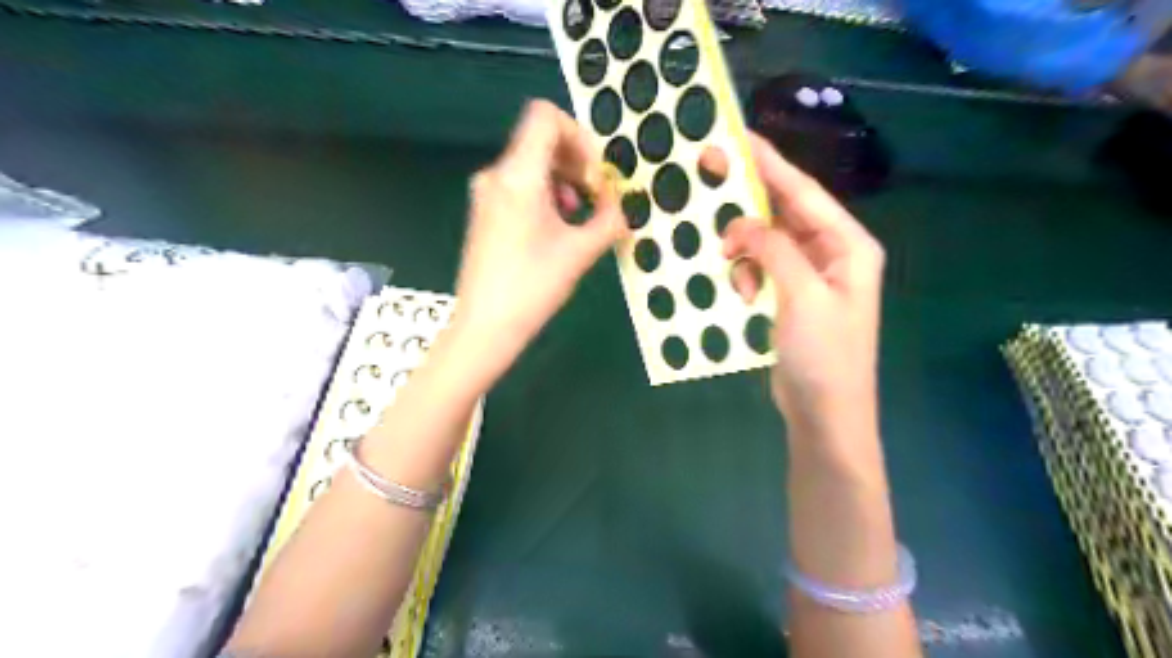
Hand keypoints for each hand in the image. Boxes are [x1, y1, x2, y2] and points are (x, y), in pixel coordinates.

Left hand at [449, 102, 631, 386]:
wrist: (485, 326)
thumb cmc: (533, 287)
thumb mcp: (580, 252)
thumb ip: (609, 220)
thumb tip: (621, 205)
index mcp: (518, 175)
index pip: (545, 117)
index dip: (579, 136)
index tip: (596, 174)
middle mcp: (496, 174)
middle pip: (541, 140)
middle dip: (577, 162)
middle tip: (597, 197)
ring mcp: (486, 193)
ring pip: (532, 164)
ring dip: (564, 180)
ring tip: (579, 216)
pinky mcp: (484, 212)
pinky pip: (520, 185)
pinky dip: (545, 194)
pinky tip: (558, 226)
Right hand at [721, 134, 884, 431]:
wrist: (825, 412)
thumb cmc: (824, 355)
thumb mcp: (803, 296)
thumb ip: (775, 250)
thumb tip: (742, 225)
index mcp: (848, 245)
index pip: (804, 192)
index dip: (770, 164)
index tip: (737, 139)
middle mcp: (831, 252)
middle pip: (786, 211)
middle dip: (749, 198)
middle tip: (709, 174)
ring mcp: (810, 275)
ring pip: (769, 240)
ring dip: (745, 246)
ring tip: (725, 256)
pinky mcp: (790, 296)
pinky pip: (763, 268)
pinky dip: (747, 273)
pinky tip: (742, 292)